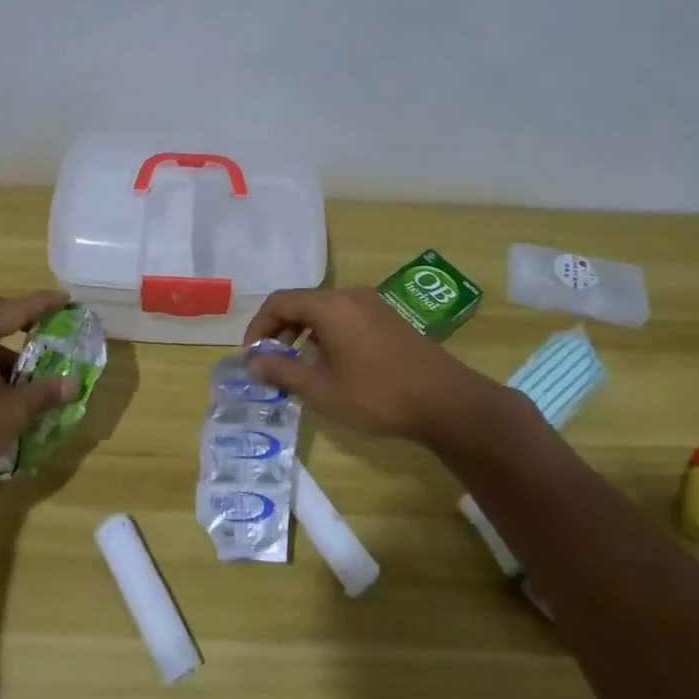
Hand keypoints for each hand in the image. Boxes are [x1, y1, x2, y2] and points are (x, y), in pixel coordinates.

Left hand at [0, 291, 80, 497]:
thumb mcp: (12, 414)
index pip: (18, 308)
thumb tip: (73, 383)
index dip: (45, 303)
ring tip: (27, 365)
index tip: (67, 298)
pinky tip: (0, 383)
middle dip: (19, 313)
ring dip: (2, 339)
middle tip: (45, 325)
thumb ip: (44, 393)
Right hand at [243, 287, 506, 450]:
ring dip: (303, 337)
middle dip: (279, 333)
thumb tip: (251, 363)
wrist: (446, 403)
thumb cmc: (376, 394)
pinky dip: (327, 337)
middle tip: (271, 365)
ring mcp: (373, 306)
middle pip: (302, 304)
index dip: (258, 327)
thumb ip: (281, 371)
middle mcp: (350, 296)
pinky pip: (345, 320)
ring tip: (299, 371)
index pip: (279, 302)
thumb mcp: (320, 389)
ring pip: (324, 313)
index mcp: (330, 305)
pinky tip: (332, 368)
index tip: (252, 357)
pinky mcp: (389, 321)